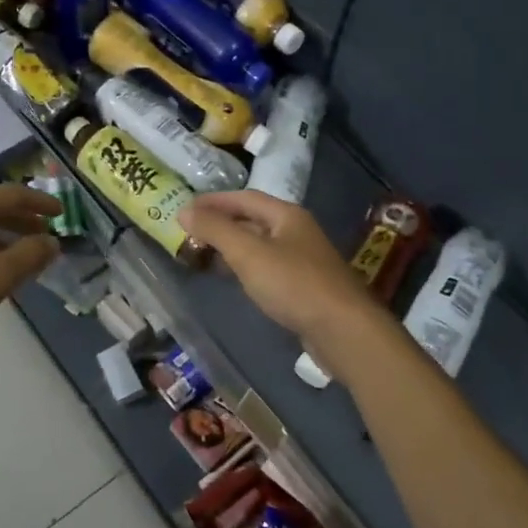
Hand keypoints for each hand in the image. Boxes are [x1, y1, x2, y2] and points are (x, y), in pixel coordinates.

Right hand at [178, 191, 380, 347]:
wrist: (342, 329)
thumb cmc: (293, 284)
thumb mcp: (248, 253)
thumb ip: (215, 230)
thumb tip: (185, 210)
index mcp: (286, 215)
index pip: (244, 198)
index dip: (214, 200)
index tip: (186, 207)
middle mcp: (297, 231)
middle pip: (253, 219)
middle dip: (221, 223)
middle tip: (189, 232)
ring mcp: (303, 259)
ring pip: (260, 245)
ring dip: (231, 246)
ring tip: (203, 254)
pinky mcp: (304, 286)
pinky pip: (267, 267)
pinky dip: (245, 267)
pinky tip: (233, 279)